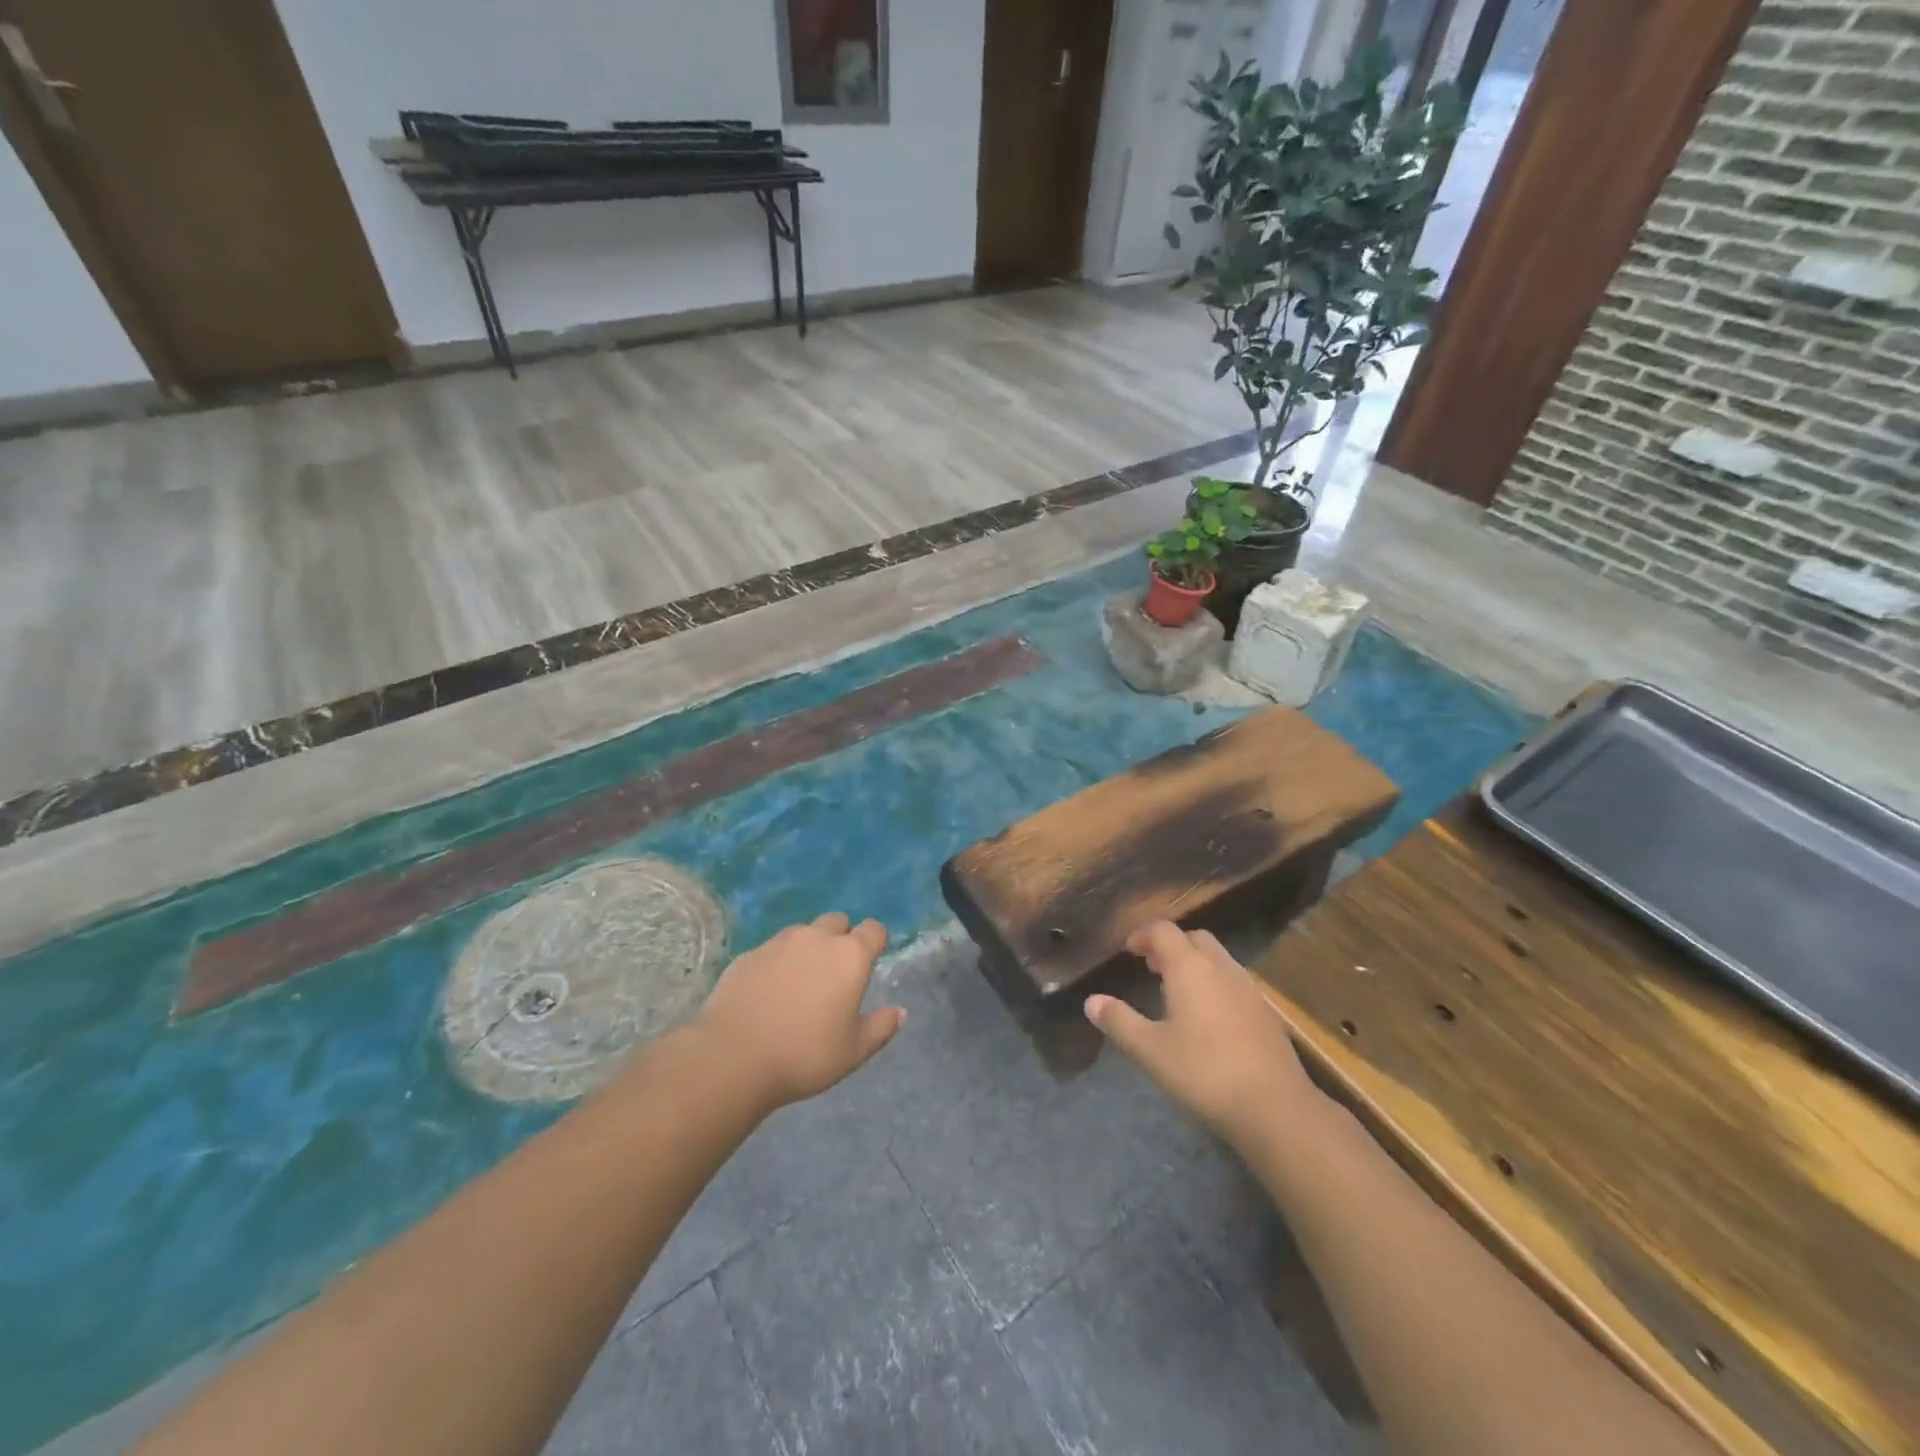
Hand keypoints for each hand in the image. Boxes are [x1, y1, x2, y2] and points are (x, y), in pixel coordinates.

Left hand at [693, 913, 903, 1112]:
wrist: (732, 1057)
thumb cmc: (804, 1055)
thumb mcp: (853, 1052)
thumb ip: (881, 1028)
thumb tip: (899, 1012)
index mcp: (849, 957)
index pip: (873, 929)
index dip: (876, 942)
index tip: (872, 961)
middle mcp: (816, 939)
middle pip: (837, 921)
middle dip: (841, 938)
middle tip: (836, 972)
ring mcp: (778, 943)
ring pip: (803, 932)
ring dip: (809, 947)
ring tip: (801, 982)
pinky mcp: (748, 955)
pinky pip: (772, 949)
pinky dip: (778, 962)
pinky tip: (769, 992)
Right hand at [1085, 921, 1323, 1146]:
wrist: (1275, 1107)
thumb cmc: (1204, 1072)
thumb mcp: (1151, 1050)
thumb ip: (1120, 1021)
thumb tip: (1092, 1001)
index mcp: (1190, 967)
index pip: (1164, 931)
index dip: (1143, 935)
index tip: (1129, 950)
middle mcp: (1220, 967)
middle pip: (1194, 938)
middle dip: (1171, 945)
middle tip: (1151, 967)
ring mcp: (1248, 988)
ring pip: (1217, 959)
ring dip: (1194, 964)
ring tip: (1176, 991)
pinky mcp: (1266, 1012)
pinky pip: (1233, 981)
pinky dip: (1214, 983)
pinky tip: (1208, 1018)